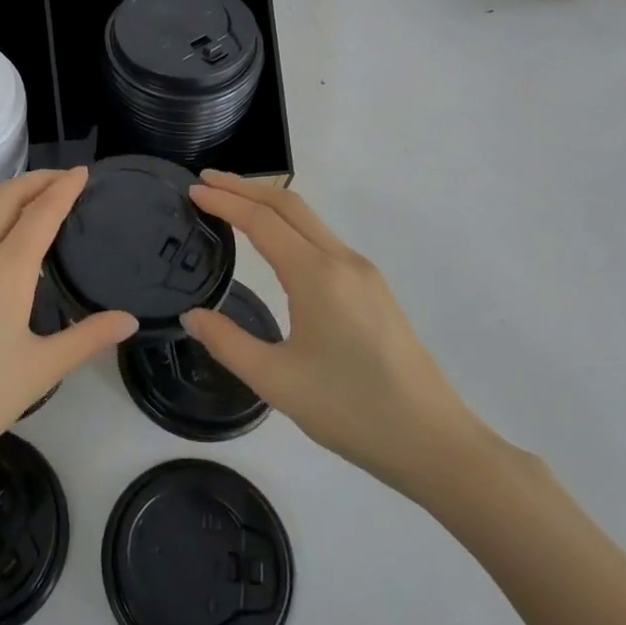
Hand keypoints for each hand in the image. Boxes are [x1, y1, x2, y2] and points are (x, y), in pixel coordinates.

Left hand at [0, 168, 137, 494]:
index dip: (64, 187)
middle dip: (37, 180)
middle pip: (6, 196)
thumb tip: (129, 320)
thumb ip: (88, 339)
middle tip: (62, 180)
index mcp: (5, 269)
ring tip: (27, 203)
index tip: (83, 172)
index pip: (41, 211)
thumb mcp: (40, 371)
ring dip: (5, 195)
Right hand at [181, 171, 494, 503]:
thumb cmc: (350, 410)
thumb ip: (226, 341)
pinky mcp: (374, 290)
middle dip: (245, 187)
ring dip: (268, 204)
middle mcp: (343, 261)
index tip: (192, 189)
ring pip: (309, 220)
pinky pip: (323, 239)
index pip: (261, 220)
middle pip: (289, 204)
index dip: (224, 200)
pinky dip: (289, 225)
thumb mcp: (275, 380)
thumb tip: (191, 314)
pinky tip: (274, 243)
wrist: (434, 443)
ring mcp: (364, 273)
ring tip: (232, 204)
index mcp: (317, 275)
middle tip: (206, 181)